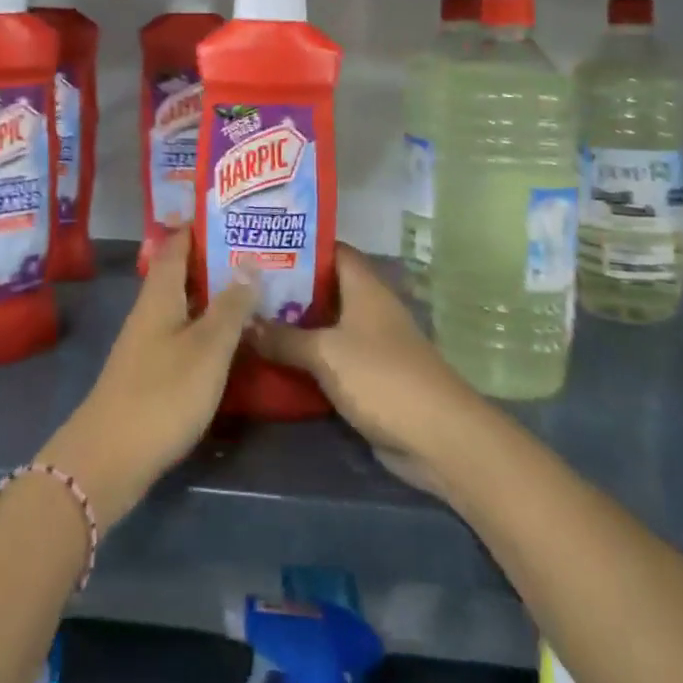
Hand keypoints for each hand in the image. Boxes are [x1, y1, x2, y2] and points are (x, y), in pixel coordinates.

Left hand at [37, 226, 256, 524]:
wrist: (110, 458)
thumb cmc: (162, 394)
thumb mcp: (207, 348)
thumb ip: (230, 306)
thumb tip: (249, 262)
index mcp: (160, 294)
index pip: (176, 243)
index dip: (200, 225)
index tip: (233, 213)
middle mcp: (151, 310)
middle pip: (182, 272)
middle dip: (216, 259)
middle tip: (259, 250)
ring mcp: (149, 342)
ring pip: (185, 303)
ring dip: (215, 294)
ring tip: (256, 288)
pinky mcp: (152, 370)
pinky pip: (185, 332)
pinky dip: (209, 325)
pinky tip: (234, 337)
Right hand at [248, 245, 485, 494]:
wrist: (437, 437)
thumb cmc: (382, 377)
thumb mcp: (325, 353)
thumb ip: (283, 337)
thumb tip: (245, 322)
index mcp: (365, 287)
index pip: (332, 250)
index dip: (300, 246)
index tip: (262, 245)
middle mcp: (368, 308)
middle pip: (324, 288)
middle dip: (288, 288)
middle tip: (244, 286)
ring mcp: (370, 344)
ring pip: (325, 325)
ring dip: (293, 326)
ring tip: (249, 319)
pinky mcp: (368, 378)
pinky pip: (330, 358)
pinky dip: (305, 358)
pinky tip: (272, 360)